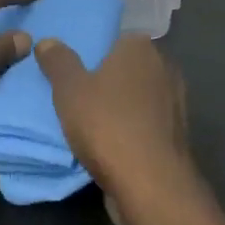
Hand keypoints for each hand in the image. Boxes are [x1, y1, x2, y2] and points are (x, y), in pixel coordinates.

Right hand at [34, 34, 202, 224]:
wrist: (153, 186)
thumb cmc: (108, 126)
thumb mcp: (69, 89)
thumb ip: (58, 61)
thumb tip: (47, 41)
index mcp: (140, 46)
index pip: (114, 37)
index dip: (93, 51)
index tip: (73, 68)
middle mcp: (163, 66)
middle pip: (127, 66)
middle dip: (106, 78)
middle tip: (76, 93)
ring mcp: (175, 101)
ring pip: (138, 96)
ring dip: (120, 106)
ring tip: (90, 121)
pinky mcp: (177, 133)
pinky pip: (146, 121)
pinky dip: (132, 128)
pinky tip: (111, 143)